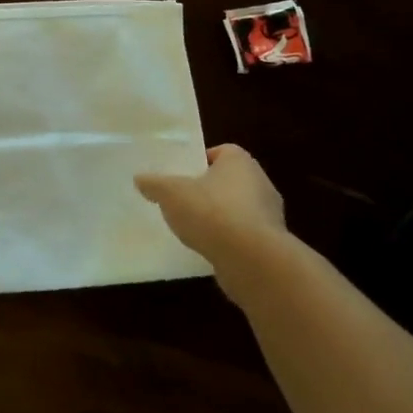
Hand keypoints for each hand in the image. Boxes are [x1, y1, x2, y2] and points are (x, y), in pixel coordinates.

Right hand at [135, 144, 287, 297]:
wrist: (252, 260)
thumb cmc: (211, 212)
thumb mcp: (171, 193)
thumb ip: (154, 184)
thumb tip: (140, 179)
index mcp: (240, 162)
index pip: (221, 152)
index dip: (200, 161)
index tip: (182, 175)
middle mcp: (260, 183)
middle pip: (229, 181)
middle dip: (208, 190)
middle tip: (183, 200)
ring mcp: (269, 216)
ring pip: (238, 210)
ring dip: (219, 218)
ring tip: (192, 228)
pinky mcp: (271, 245)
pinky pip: (244, 236)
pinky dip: (228, 241)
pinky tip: (209, 249)